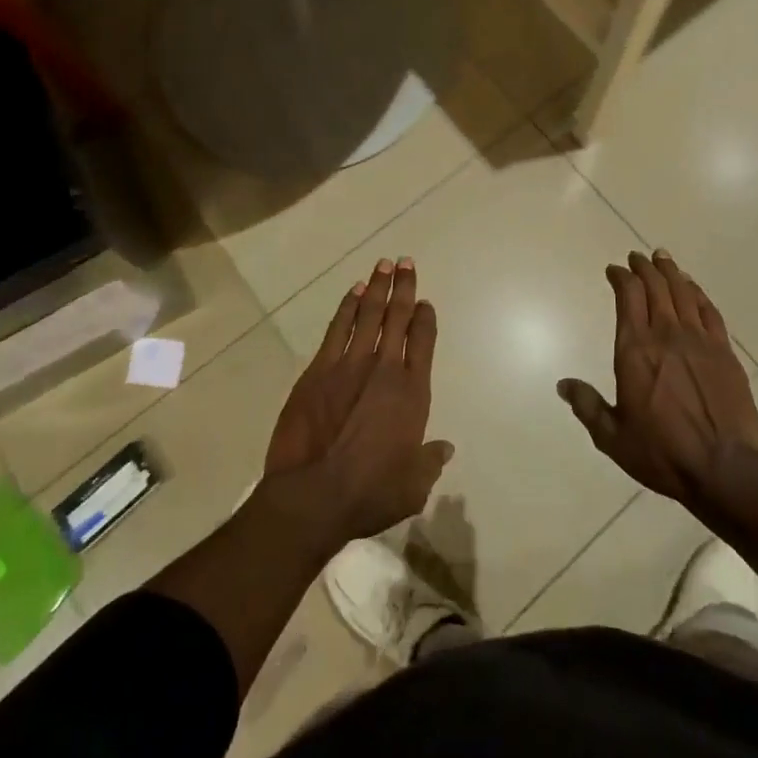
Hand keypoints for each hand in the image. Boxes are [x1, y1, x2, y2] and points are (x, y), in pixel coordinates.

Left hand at [263, 258, 452, 544]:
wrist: (313, 495)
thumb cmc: (369, 493)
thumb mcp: (412, 486)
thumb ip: (430, 462)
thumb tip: (445, 448)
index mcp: (411, 393)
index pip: (423, 342)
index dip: (425, 319)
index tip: (425, 303)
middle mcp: (384, 369)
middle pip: (397, 317)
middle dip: (403, 288)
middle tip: (406, 262)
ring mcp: (349, 364)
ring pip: (368, 314)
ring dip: (377, 287)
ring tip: (383, 265)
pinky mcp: (319, 370)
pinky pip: (337, 328)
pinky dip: (347, 307)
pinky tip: (353, 291)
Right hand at [558, 249, 757, 514]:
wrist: (724, 469)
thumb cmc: (662, 453)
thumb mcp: (613, 437)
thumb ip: (588, 406)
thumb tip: (563, 384)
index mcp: (635, 350)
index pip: (627, 296)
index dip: (620, 277)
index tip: (614, 270)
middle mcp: (666, 335)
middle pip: (655, 287)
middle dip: (644, 268)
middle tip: (637, 257)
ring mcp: (699, 341)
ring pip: (683, 293)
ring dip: (670, 272)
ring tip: (663, 258)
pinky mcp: (725, 352)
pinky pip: (710, 311)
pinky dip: (698, 294)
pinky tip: (693, 288)